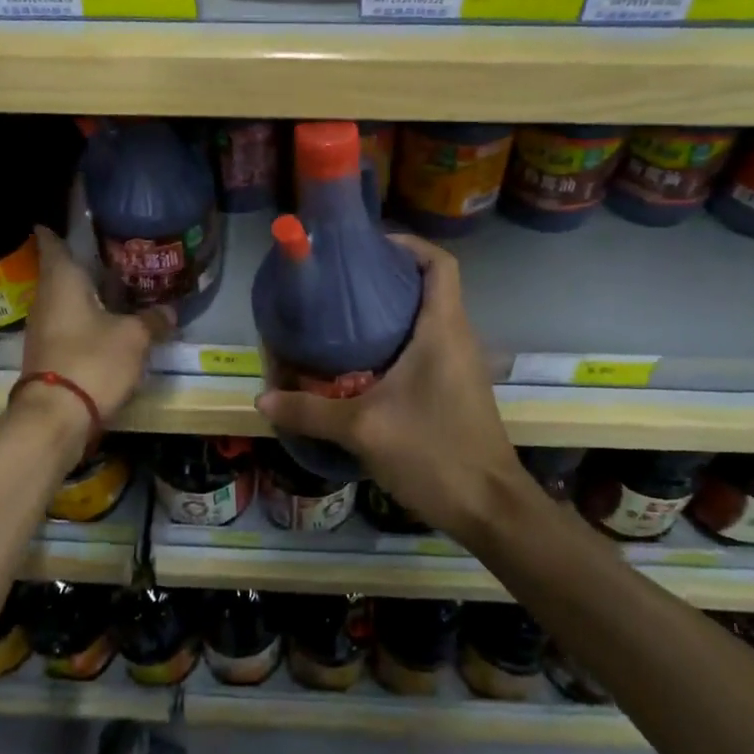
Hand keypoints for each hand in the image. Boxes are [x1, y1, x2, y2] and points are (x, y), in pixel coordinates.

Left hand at [20, 226, 173, 427]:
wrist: (55, 418)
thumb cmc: (92, 360)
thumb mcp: (134, 338)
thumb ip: (153, 320)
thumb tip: (169, 310)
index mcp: (62, 280)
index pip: (52, 241)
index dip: (57, 227)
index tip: (71, 218)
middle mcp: (46, 297)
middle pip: (61, 270)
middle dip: (84, 261)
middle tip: (114, 251)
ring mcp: (43, 326)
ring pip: (66, 298)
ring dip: (87, 292)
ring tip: (118, 284)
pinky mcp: (48, 352)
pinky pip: (68, 322)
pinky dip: (86, 316)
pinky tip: (108, 320)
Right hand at [255, 234, 531, 543]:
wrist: (490, 508)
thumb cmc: (433, 452)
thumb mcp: (363, 429)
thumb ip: (310, 411)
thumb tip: (263, 398)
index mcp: (443, 329)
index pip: (440, 263)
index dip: (409, 245)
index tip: (370, 247)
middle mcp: (458, 337)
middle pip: (430, 286)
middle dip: (390, 277)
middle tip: (342, 283)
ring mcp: (462, 364)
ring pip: (430, 318)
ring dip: (394, 312)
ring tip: (346, 318)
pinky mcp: (458, 389)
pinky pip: (430, 346)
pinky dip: (401, 341)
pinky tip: (365, 364)